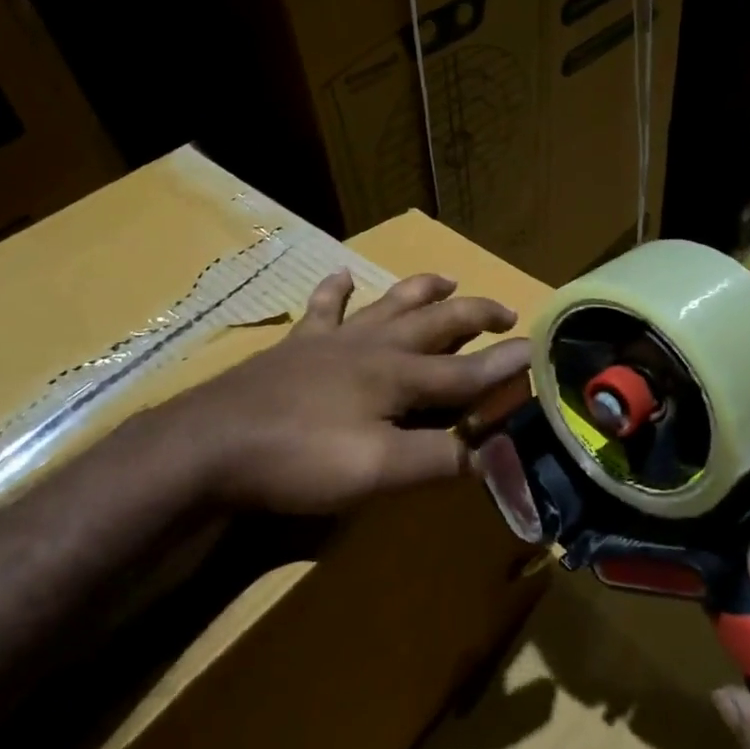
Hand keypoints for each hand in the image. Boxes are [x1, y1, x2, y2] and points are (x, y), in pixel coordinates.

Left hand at [164, 270, 531, 515]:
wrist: (210, 443)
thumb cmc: (298, 459)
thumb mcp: (376, 472)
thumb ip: (436, 461)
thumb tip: (489, 454)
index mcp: (398, 376)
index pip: (467, 372)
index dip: (506, 366)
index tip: (539, 350)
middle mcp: (374, 347)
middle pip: (436, 323)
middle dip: (475, 315)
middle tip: (504, 311)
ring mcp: (333, 340)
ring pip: (389, 303)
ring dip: (422, 290)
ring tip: (445, 280)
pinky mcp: (297, 344)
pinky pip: (324, 308)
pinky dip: (337, 290)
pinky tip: (343, 276)